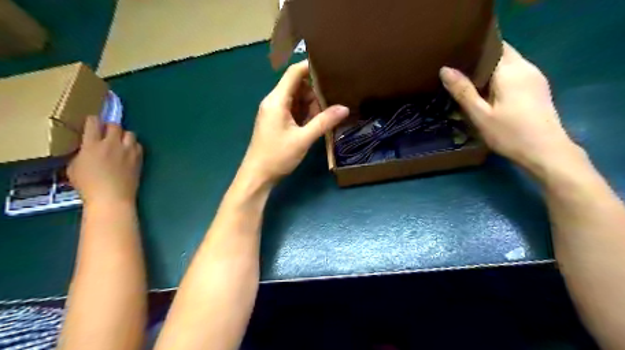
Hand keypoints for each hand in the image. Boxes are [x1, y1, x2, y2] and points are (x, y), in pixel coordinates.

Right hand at [68, 116, 142, 206]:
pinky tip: (129, 152)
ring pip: (130, 133)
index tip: (92, 123)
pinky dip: (134, 146)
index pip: (93, 123)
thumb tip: (87, 149)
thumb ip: (82, 153)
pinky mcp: (139, 158)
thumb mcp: (74, 167)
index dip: (93, 121)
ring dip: (124, 136)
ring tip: (120, 143)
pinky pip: (138, 145)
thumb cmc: (88, 186)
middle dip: (110, 127)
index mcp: (92, 145)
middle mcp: (112, 144)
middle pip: (115, 125)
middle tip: (107, 134)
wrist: (112, 197)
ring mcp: (128, 151)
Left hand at [240, 60, 348, 185]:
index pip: (294, 73)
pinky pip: (294, 111)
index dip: (310, 67)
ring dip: (313, 104)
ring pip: (297, 99)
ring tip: (332, 108)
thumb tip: (345, 108)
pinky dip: (307, 113)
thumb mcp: (303, 139)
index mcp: (277, 100)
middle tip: (337, 94)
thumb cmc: (277, 156)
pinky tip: (320, 120)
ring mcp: (275, 112)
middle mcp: (274, 102)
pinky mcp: (278, 122)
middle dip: (316, 90)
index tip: (331, 66)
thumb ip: (324, 122)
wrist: (257, 176)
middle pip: (297, 86)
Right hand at [439, 43, 580, 173]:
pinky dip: (499, 77)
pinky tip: (487, 92)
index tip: (456, 56)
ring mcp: (535, 77)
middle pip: (502, 53)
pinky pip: (515, 74)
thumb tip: (444, 69)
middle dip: (480, 59)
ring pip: (509, 64)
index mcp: (511, 70)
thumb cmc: (509, 133)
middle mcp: (526, 67)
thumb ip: (463, 91)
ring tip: (468, 81)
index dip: (474, 48)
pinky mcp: (538, 88)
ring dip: (489, 69)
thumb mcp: (480, 115)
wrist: (545, 151)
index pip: (493, 45)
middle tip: (457, 71)